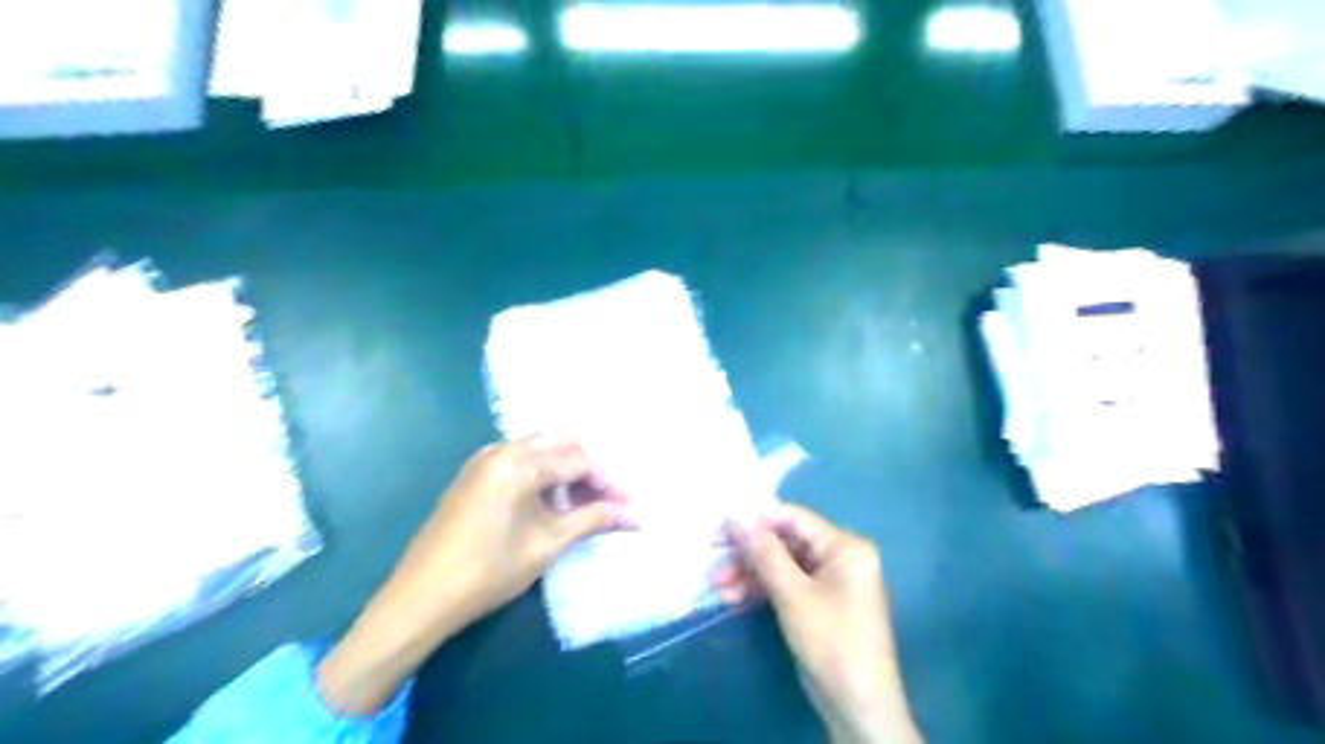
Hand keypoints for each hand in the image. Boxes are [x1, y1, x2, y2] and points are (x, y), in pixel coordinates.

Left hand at [318, 438, 632, 716]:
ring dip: (568, 474)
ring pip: (541, 451)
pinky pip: (521, 463)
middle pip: (561, 445)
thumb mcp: (547, 544)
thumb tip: (634, 515)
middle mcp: (501, 449)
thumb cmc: (487, 571)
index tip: (630, 509)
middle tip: (610, 502)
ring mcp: (484, 461)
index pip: (579, 459)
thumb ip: (592, 520)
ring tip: (585, 508)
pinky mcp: (475, 477)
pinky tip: (553, 506)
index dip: (609, 483)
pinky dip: (545, 478)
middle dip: (591, 471)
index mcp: (519, 460)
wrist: (419, 599)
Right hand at [715, 504, 922, 743]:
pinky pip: (785, 585)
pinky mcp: (817, 604)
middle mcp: (838, 557)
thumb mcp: (793, 594)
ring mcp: (828, 582)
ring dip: (749, 574)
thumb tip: (737, 515)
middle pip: (785, 542)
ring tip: (717, 587)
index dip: (756, 520)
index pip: (793, 518)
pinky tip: (732, 598)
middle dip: (748, 554)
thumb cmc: (831, 641)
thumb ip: (764, 552)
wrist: (858, 706)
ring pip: (781, 566)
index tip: (720, 528)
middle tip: (714, 560)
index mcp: (844, 546)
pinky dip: (760, 591)